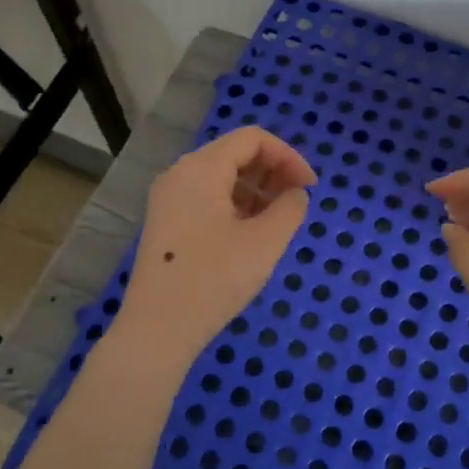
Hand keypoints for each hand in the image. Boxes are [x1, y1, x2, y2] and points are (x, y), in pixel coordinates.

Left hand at [113, 126, 316, 365]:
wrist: (158, 329)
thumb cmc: (215, 279)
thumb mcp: (265, 242)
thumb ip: (290, 208)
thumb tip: (295, 194)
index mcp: (202, 168)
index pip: (253, 139)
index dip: (288, 156)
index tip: (310, 187)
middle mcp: (180, 174)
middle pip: (235, 154)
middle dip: (273, 171)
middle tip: (297, 202)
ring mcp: (169, 199)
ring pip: (221, 177)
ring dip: (256, 189)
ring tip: (278, 220)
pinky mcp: (166, 222)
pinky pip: (207, 198)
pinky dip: (235, 205)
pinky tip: (251, 234)